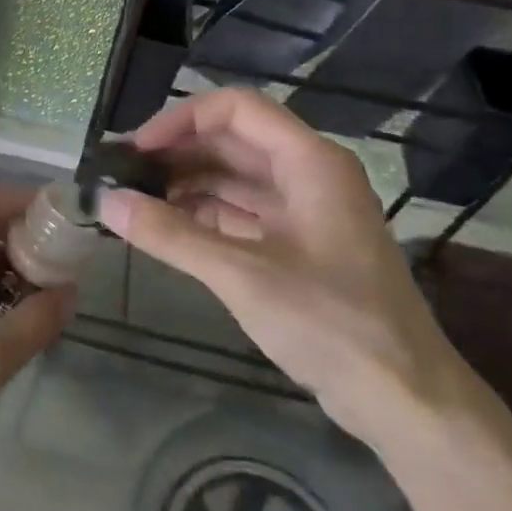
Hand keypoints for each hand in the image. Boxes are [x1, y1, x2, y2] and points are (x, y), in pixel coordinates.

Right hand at [99, 88, 467, 446]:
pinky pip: (241, 211)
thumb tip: (105, 201)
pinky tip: (165, 226)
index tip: (135, 148)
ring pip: (233, 176)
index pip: (235, 109)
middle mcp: (308, 174)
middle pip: (232, 140)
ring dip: (185, 183)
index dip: (181, 120)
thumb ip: (170, 234)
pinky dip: (202, 214)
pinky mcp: (298, 244)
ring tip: (134, 199)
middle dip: (176, 152)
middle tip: (122, 174)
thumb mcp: (242, 275)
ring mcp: (305, 210)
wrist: (406, 401)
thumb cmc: (331, 324)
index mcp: (309, 162)